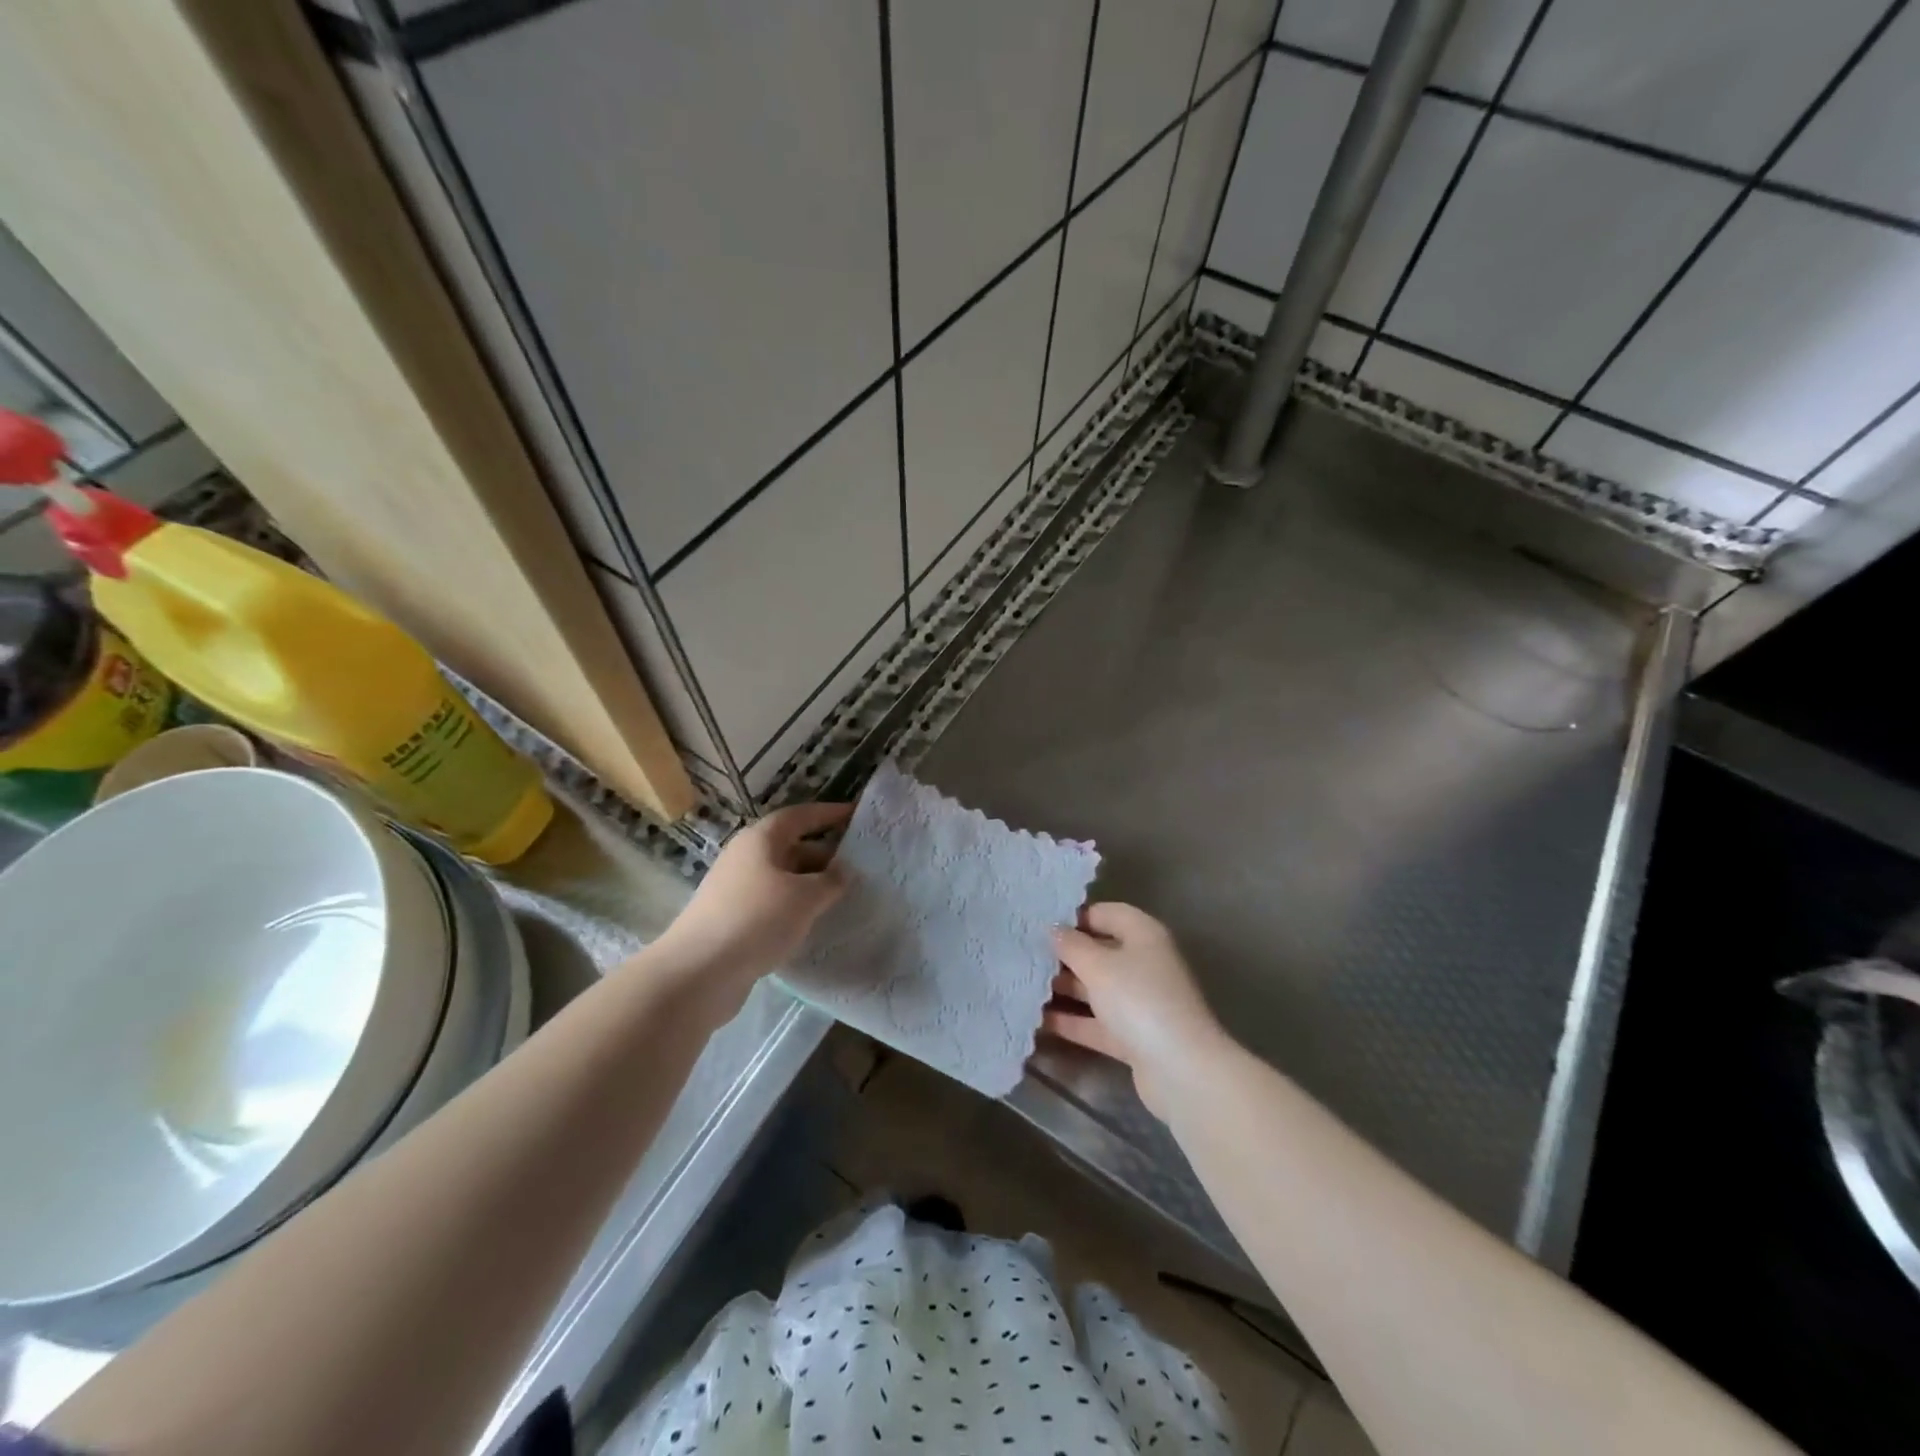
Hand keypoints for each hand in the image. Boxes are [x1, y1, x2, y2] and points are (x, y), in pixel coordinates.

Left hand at [649, 802, 851, 1011]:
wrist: (698, 973)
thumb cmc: (756, 919)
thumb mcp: (805, 897)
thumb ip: (831, 880)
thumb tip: (844, 872)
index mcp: (761, 839)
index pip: (801, 815)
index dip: (829, 813)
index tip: (857, 814)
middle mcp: (746, 857)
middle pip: (792, 847)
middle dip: (826, 855)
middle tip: (860, 867)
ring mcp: (737, 889)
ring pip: (784, 878)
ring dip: (812, 885)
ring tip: (844, 897)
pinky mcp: (734, 919)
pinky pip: (774, 904)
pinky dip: (796, 908)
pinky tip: (814, 924)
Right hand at [1042, 903, 1229, 1119]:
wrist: (1180, 1069)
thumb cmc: (1139, 1000)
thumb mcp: (1098, 966)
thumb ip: (1072, 945)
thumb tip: (1054, 929)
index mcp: (1143, 935)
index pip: (1106, 913)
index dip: (1075, 916)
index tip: (1040, 923)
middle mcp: (1144, 964)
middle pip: (1100, 951)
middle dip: (1065, 955)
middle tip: (1025, 955)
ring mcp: (1140, 1002)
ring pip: (1096, 988)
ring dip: (1065, 988)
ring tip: (1023, 984)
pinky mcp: (1133, 1036)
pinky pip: (1096, 1022)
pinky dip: (1072, 1021)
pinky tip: (1037, 1020)